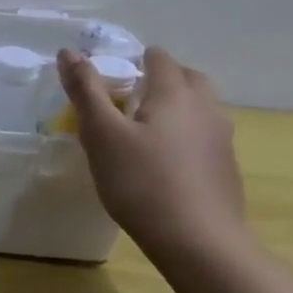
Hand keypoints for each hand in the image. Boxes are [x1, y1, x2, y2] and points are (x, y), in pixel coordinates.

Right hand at [58, 46, 245, 259]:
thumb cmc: (140, 181)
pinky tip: (161, 159)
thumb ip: (85, 91)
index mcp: (175, 95)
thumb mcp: (101, 134)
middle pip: (188, 79)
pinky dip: (182, 133)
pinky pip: (202, 134)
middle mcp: (205, 109)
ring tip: (142, 126)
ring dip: (174, 106)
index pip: (160, 59)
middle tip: (128, 94)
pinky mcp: (224, 167)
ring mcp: (221, 139)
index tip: (114, 71)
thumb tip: (68, 52)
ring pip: (199, 107)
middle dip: (161, 78)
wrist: (197, 240)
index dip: (137, 58)